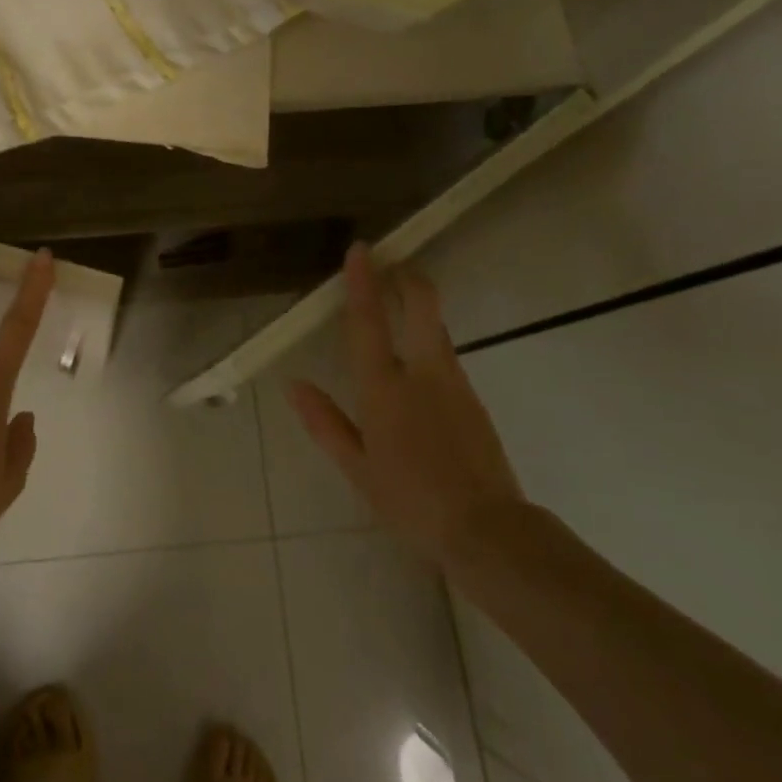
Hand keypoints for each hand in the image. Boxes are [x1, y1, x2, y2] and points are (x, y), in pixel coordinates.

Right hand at [289, 244, 525, 569]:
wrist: (488, 531)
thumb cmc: (410, 501)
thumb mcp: (357, 468)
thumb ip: (325, 422)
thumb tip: (294, 384)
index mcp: (384, 389)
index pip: (369, 322)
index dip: (363, 282)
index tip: (361, 249)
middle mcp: (423, 373)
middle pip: (422, 307)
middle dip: (408, 278)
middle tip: (392, 263)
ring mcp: (455, 383)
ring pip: (437, 328)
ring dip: (418, 307)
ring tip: (399, 304)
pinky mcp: (473, 399)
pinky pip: (446, 357)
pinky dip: (429, 342)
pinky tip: (417, 364)